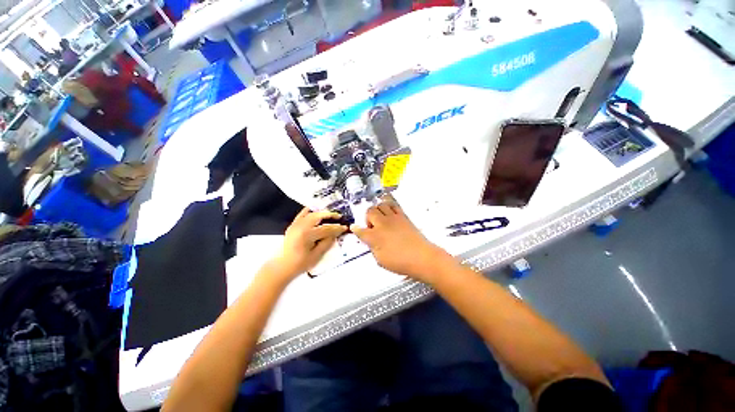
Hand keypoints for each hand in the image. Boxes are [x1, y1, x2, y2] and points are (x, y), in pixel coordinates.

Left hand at [271, 208, 347, 279]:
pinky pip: (301, 215)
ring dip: (321, 213)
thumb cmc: (300, 264)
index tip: (345, 227)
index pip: (326, 229)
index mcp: (308, 235)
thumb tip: (335, 234)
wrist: (281, 267)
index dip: (337, 228)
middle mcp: (301, 226)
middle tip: (339, 217)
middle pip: (318, 216)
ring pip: (311, 214)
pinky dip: (308, 211)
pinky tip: (314, 209)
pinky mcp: (292, 225)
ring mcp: (296, 224)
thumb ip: (326, 243)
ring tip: (330, 215)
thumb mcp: (316, 255)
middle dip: (330, 215)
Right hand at [350, 197, 453, 283]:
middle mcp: (382, 224)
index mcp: (374, 237)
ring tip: (380, 219)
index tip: (353, 227)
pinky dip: (388, 206)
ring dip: (377, 210)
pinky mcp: (403, 216)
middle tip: (371, 226)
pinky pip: (393, 205)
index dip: (355, 229)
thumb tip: (370, 241)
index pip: (360, 230)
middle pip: (370, 211)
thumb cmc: (400, 262)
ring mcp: (393, 218)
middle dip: (367, 217)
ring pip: (380, 205)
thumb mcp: (381, 260)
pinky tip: (389, 213)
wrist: (422, 257)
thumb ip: (373, 248)